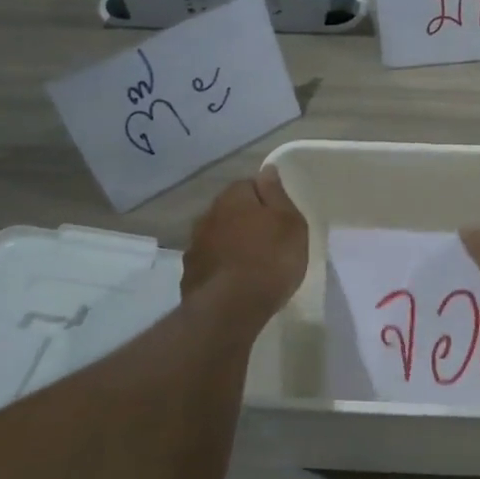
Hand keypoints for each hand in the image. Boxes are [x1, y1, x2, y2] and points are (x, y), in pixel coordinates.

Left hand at [182, 165, 308, 325]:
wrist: (231, 308)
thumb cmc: (270, 259)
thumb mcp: (290, 224)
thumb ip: (277, 195)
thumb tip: (267, 170)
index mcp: (234, 197)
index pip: (249, 185)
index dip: (266, 200)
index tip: (280, 218)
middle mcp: (208, 215)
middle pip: (231, 211)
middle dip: (246, 221)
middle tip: (269, 241)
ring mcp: (195, 246)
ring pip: (218, 237)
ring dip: (231, 245)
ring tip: (252, 265)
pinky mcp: (189, 274)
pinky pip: (210, 263)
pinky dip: (221, 268)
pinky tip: (235, 283)